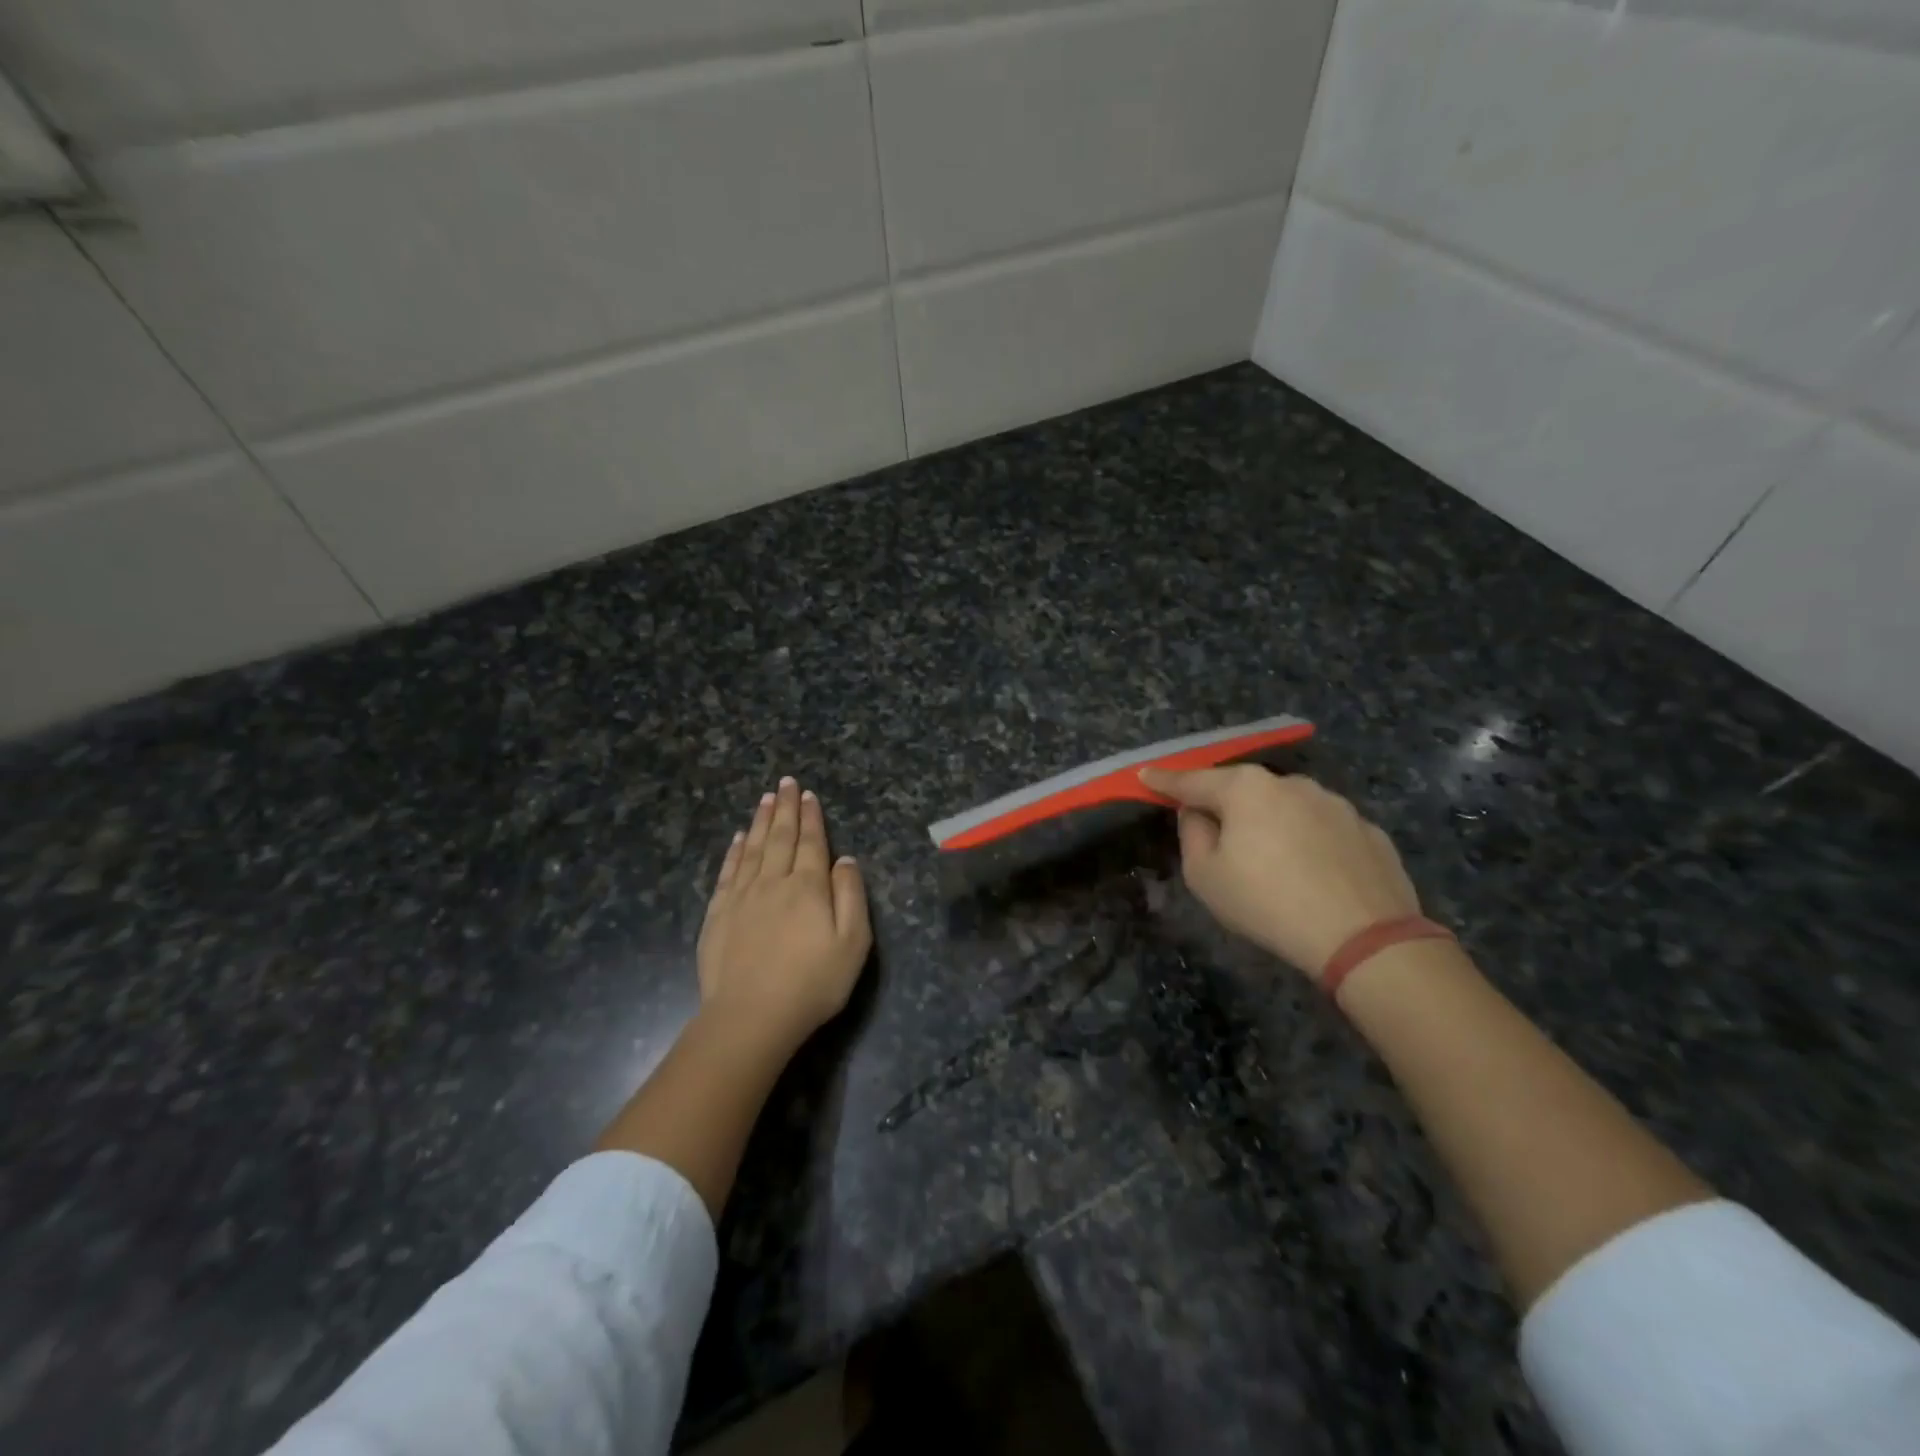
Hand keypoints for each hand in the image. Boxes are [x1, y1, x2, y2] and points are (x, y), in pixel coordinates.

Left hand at [697, 776, 871, 1050]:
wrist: (751, 1017)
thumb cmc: (812, 983)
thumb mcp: (853, 943)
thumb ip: (851, 896)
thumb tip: (845, 859)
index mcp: (808, 887)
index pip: (811, 842)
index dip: (811, 817)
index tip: (808, 794)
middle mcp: (774, 882)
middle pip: (780, 837)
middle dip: (785, 808)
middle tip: (786, 782)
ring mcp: (742, 897)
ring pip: (752, 848)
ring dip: (760, 821)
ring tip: (765, 798)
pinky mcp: (718, 914)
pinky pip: (727, 872)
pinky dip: (734, 851)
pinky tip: (737, 839)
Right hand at [1138, 766, 1419, 980]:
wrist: (1364, 937)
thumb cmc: (1267, 902)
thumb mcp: (1205, 875)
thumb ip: (1192, 834)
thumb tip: (1199, 813)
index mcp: (1246, 788)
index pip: (1193, 781)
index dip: (1165, 781)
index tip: (1145, 776)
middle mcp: (1291, 783)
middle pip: (1244, 791)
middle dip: (1226, 807)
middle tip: (1218, 840)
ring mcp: (1336, 804)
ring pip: (1287, 808)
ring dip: (1272, 826)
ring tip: (1273, 867)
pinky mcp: (1368, 830)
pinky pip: (1324, 831)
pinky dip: (1311, 844)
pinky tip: (1314, 877)